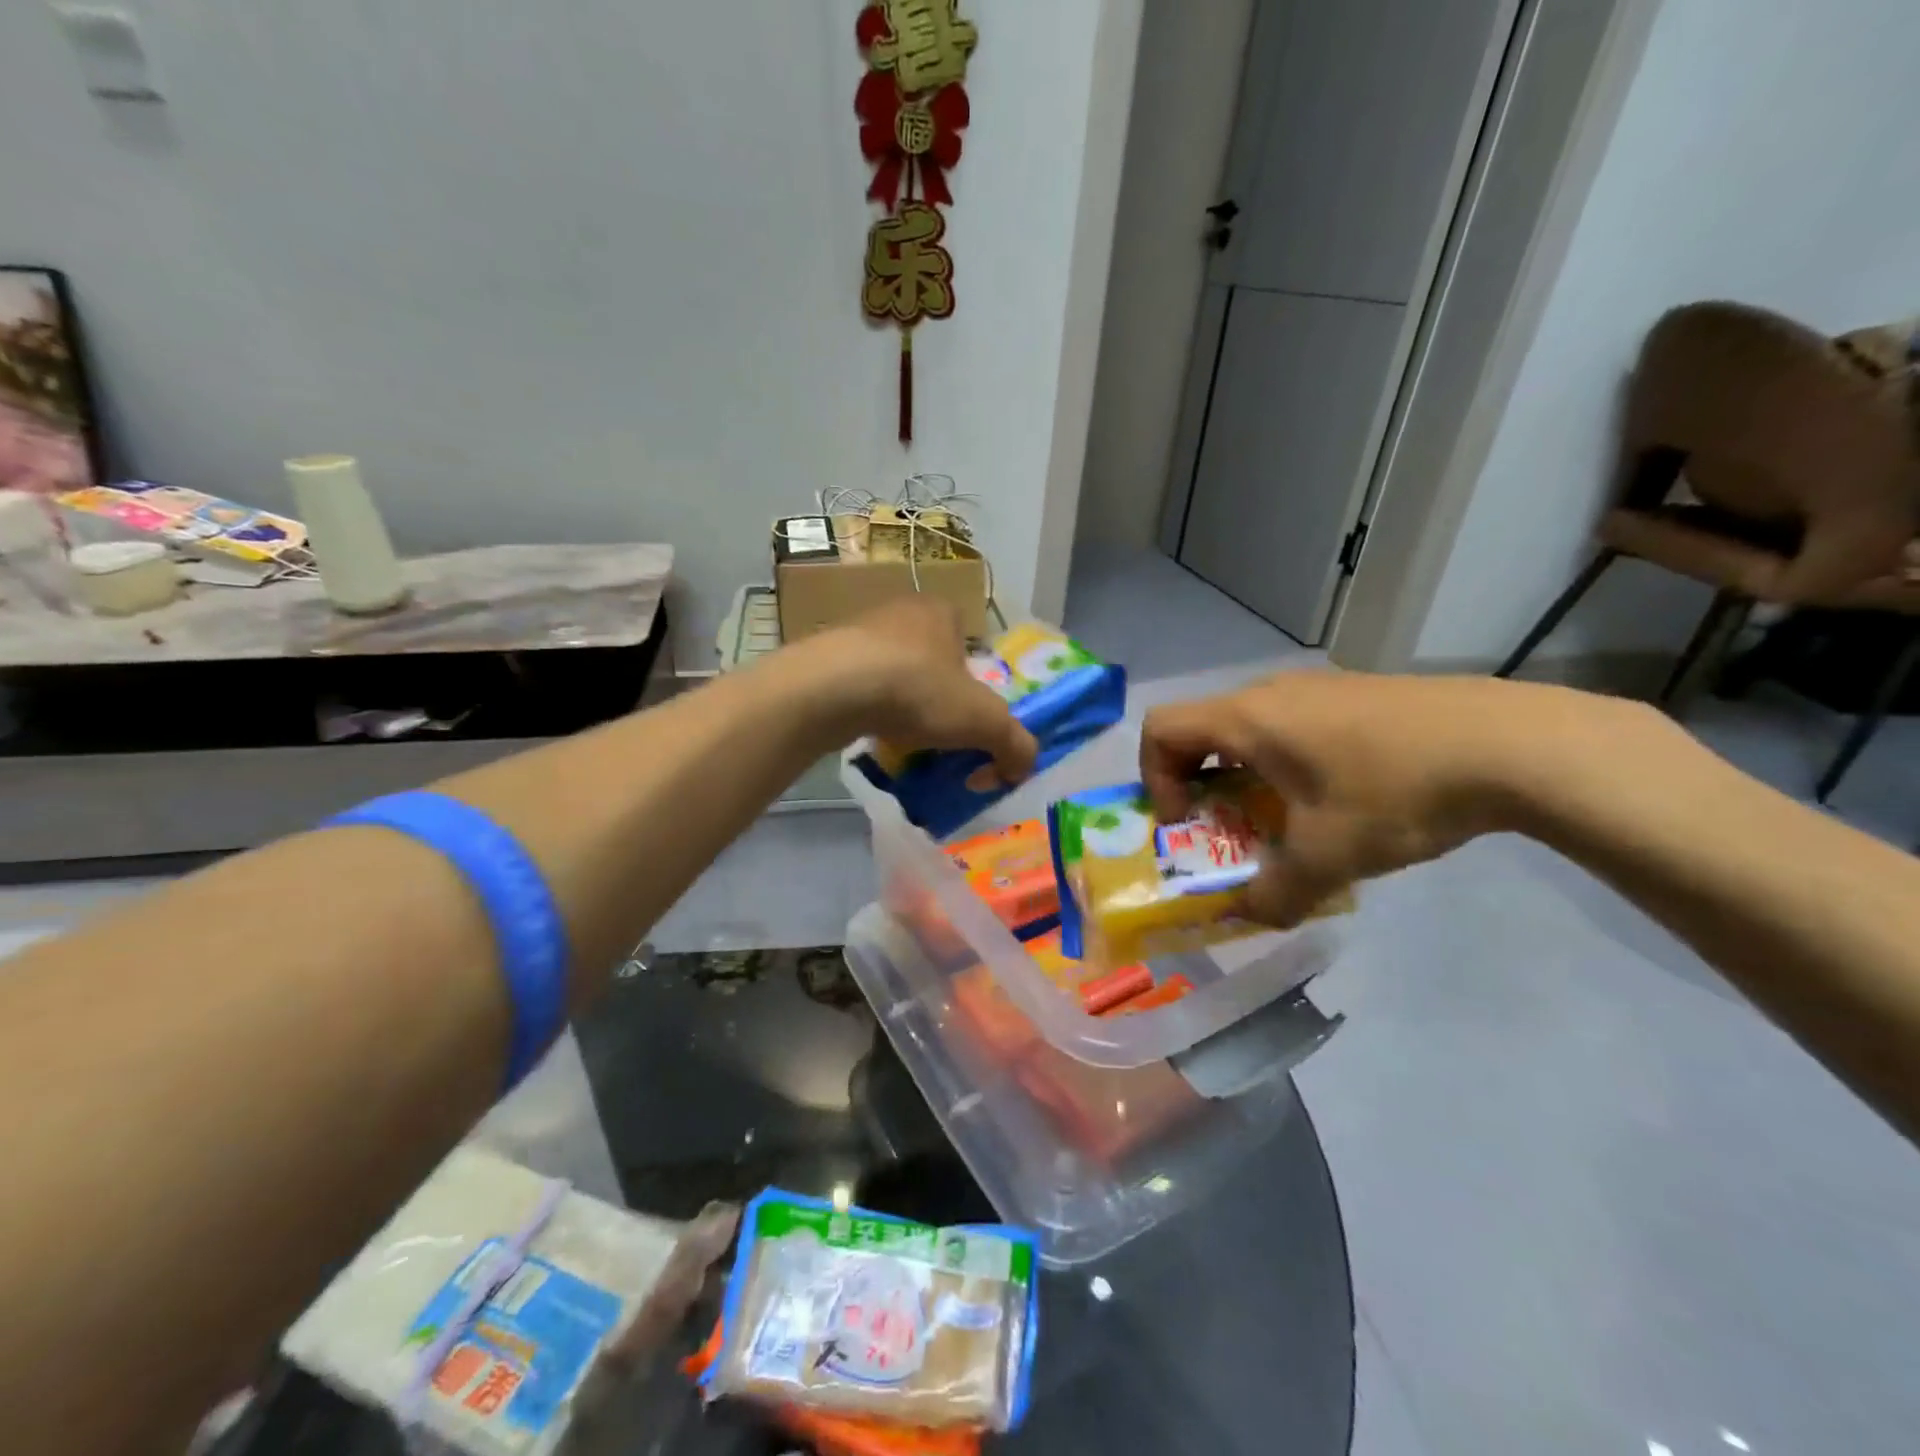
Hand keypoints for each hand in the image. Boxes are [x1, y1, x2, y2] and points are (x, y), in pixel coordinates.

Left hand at [820, 597, 1038, 781]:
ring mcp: (857, 630)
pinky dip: (867, 709)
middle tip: (939, 734)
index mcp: (942, 612)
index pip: (969, 643)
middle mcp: (900, 611)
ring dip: (899, 704)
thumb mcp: (984, 721)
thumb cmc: (918, 690)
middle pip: (931, 660)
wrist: (833, 689)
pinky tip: (867, 734)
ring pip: (892, 673)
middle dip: (936, 697)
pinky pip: (857, 685)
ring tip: (902, 740)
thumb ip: (1015, 744)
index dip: (975, 682)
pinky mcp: (824, 656)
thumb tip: (1022, 768)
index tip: (969, 716)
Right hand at [1140, 671, 1637, 925]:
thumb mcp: (1328, 857)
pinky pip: (1291, 724)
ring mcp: (1315, 687)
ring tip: (1287, 818)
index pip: (1160, 729)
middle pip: (1201, 729)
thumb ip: (1275, 894)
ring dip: (1245, 775)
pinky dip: (1285, 761)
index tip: (1191, 821)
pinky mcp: (1353, 693)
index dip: (1156, 778)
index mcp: (1247, 719)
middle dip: (1200, 784)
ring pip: (1248, 728)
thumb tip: (1250, 916)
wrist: (1511, 743)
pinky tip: (1340, 796)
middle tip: (1231, 828)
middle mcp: (1270, 692)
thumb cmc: (1396, 791)